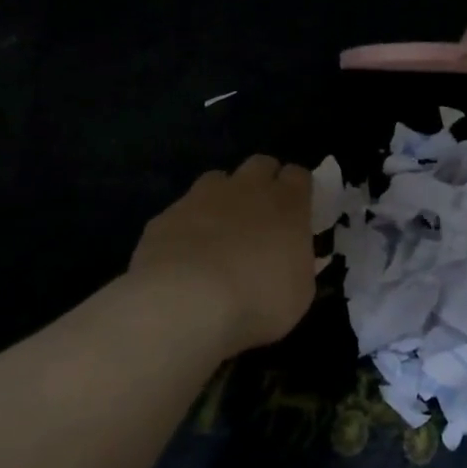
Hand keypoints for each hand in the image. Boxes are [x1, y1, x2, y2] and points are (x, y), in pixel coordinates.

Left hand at [130, 156, 315, 354]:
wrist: (184, 302)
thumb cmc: (258, 300)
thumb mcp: (299, 293)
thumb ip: (298, 264)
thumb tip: (291, 259)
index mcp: (288, 204)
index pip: (299, 175)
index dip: (298, 190)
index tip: (298, 211)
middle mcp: (247, 188)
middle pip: (261, 165)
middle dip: (264, 182)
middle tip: (262, 215)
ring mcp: (202, 197)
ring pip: (218, 179)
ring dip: (224, 198)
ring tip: (221, 231)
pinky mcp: (167, 215)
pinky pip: (182, 211)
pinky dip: (188, 225)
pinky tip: (185, 256)